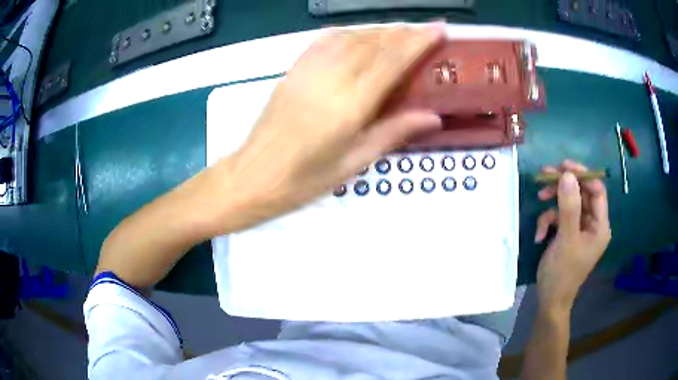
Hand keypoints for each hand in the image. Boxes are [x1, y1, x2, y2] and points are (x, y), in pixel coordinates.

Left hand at [208, 25, 444, 232]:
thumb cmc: (305, 179)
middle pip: (373, 42)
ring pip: (351, 36)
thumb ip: (393, 132)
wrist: (254, 176)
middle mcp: (331, 78)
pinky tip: (360, 36)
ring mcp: (308, 70)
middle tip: (425, 31)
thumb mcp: (354, 162)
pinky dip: (350, 33)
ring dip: (379, 31)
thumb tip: (433, 116)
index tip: (438, 29)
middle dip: (403, 32)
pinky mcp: (294, 69)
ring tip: (400, 33)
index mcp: (350, 104)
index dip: (418, 41)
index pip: (392, 61)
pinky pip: (326, 40)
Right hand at [534, 160, 611, 312]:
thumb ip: (569, 207)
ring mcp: (580, 229)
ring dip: (553, 205)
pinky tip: (540, 234)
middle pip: (581, 194)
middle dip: (563, 187)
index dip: (582, 175)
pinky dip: (548, 221)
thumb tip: (567, 174)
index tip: (563, 167)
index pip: (596, 190)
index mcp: (600, 225)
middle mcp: (593, 224)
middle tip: (544, 177)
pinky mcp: (568, 233)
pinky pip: (560, 217)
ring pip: (568, 203)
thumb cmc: (562, 273)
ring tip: (539, 203)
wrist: (550, 300)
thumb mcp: (566, 239)